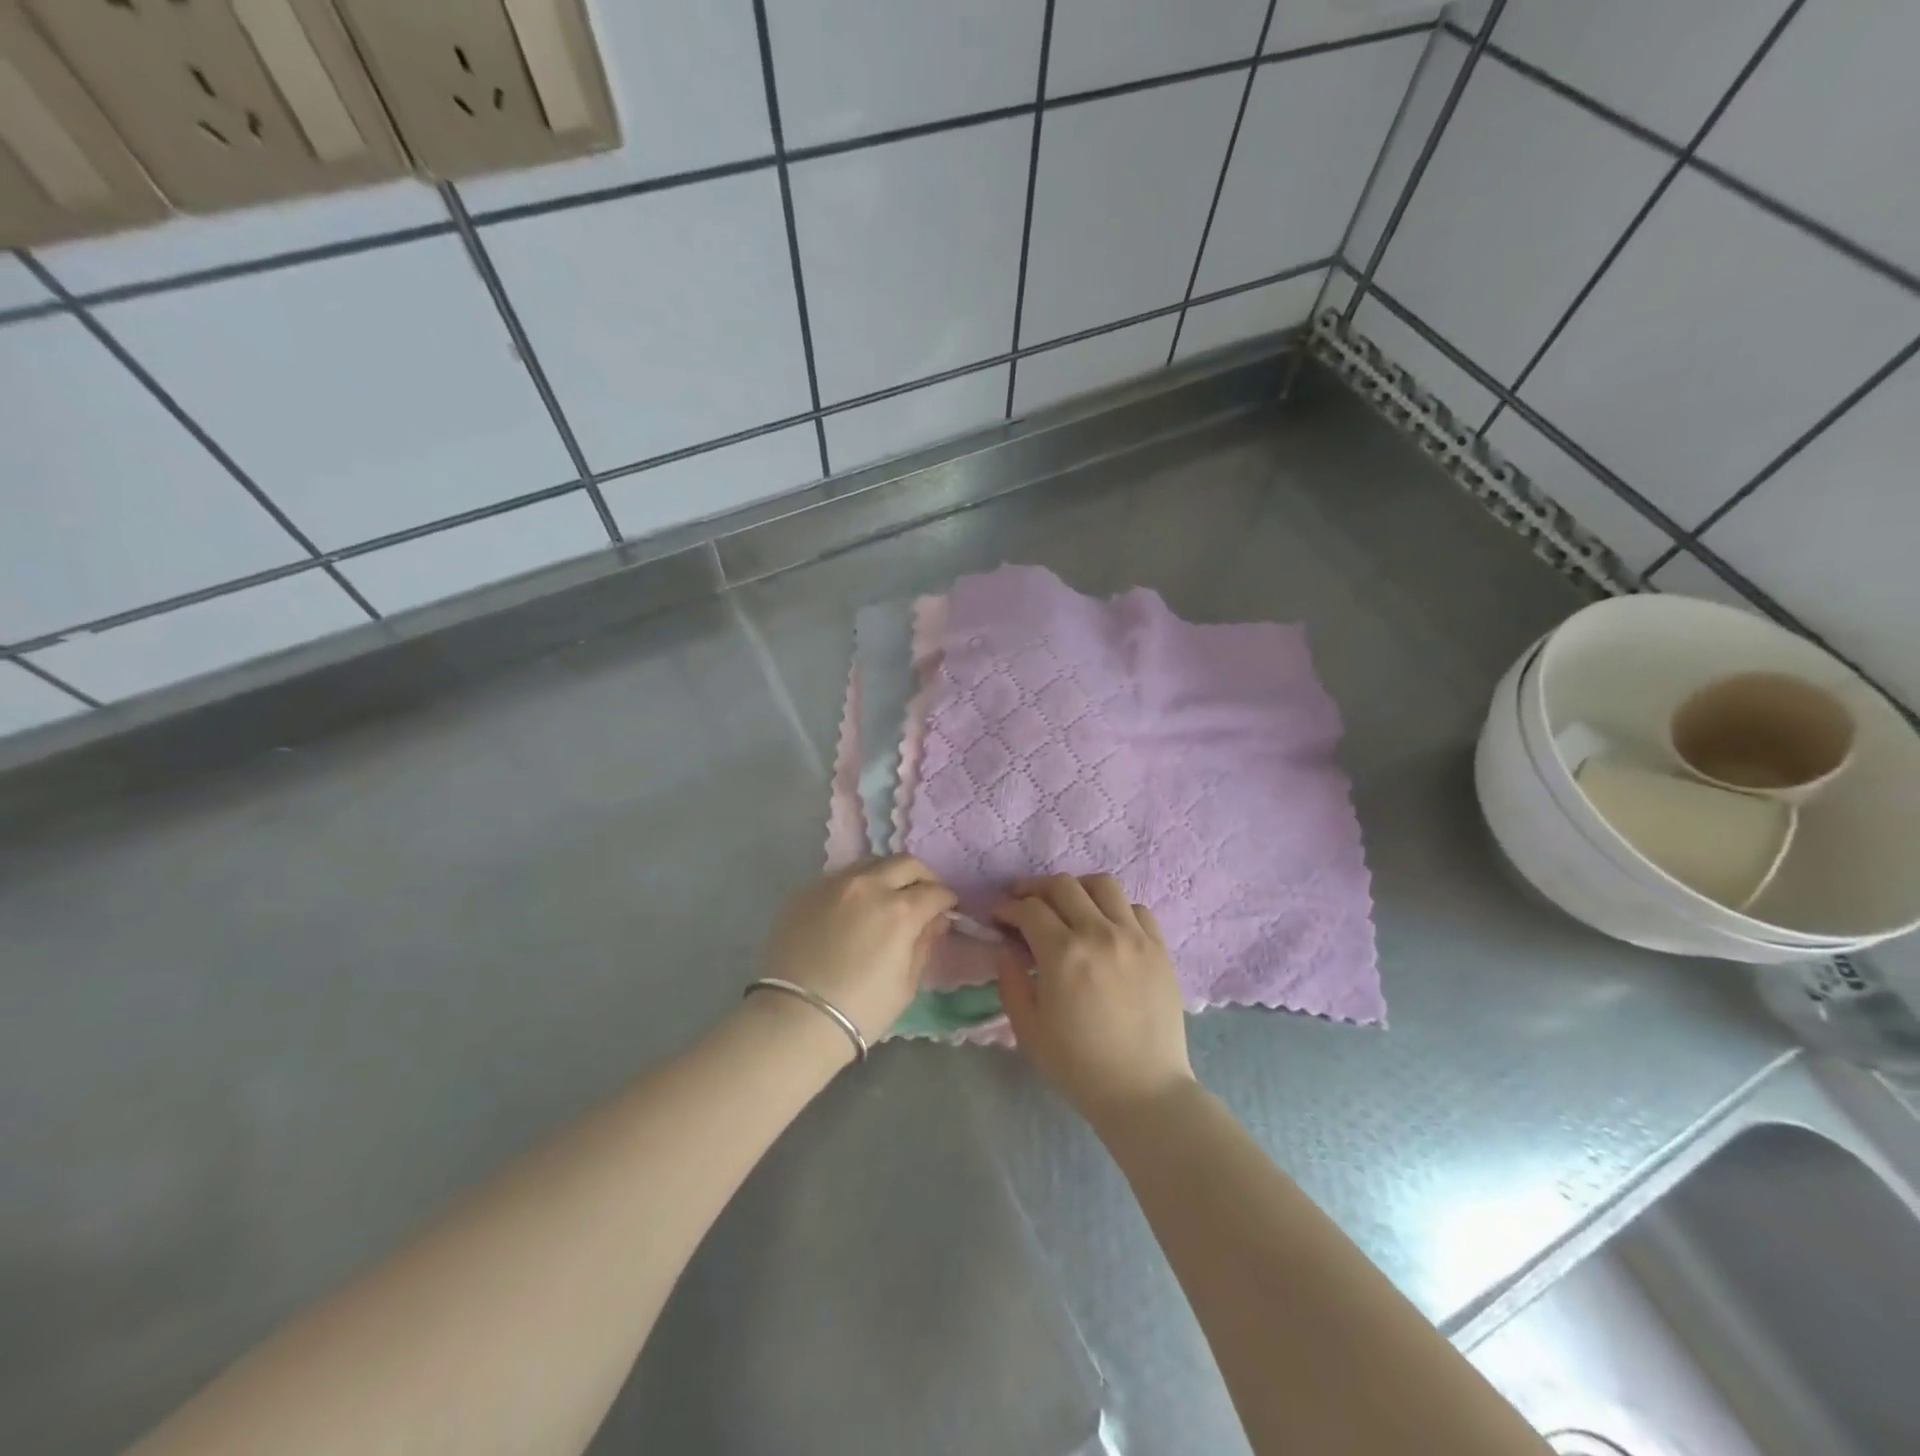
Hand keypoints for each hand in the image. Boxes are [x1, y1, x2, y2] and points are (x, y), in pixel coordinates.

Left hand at [762, 857, 956, 1043]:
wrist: (795, 1019)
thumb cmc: (861, 1010)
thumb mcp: (906, 984)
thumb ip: (924, 944)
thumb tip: (934, 921)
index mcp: (900, 910)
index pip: (935, 891)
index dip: (947, 900)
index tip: (947, 910)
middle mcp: (868, 886)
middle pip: (905, 863)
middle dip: (922, 877)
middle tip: (923, 895)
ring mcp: (834, 884)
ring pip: (871, 864)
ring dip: (887, 876)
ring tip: (886, 898)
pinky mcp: (806, 892)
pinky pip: (840, 879)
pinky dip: (855, 888)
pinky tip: (851, 910)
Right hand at [992, 874, 1195, 1124]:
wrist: (1144, 1092)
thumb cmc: (1079, 1067)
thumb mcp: (1028, 1029)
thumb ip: (1011, 981)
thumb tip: (1006, 949)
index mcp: (1064, 954)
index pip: (1029, 909)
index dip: (1008, 908)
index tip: (999, 918)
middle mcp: (1099, 933)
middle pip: (1063, 885)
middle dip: (1035, 889)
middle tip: (1024, 903)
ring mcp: (1134, 937)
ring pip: (1103, 884)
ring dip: (1077, 889)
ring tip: (1068, 906)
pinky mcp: (1159, 948)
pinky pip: (1136, 908)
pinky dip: (1115, 908)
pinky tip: (1106, 926)